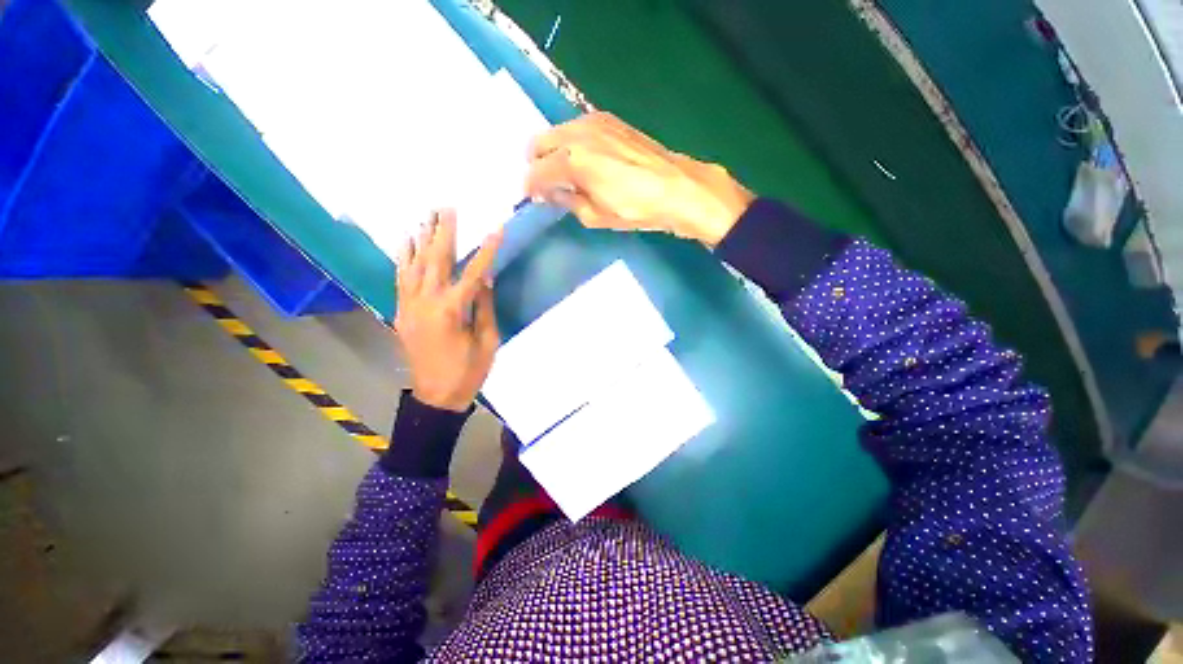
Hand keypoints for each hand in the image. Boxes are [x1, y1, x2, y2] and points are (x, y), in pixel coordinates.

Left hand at [394, 210, 501, 411]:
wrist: (436, 396)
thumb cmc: (469, 371)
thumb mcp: (487, 341)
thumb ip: (485, 307)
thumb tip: (486, 278)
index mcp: (452, 311)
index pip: (474, 273)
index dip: (487, 251)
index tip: (496, 230)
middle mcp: (426, 303)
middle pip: (436, 260)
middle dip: (444, 232)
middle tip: (447, 207)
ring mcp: (409, 306)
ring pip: (414, 265)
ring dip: (422, 239)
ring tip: (427, 216)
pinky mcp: (402, 312)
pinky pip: (400, 279)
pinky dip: (403, 258)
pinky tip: (406, 242)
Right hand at [525, 112, 753, 246]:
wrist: (676, 188)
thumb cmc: (635, 209)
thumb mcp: (595, 216)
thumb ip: (567, 201)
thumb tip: (551, 193)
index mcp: (572, 160)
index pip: (536, 172)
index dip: (531, 188)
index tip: (534, 199)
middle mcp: (578, 133)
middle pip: (539, 143)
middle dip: (537, 166)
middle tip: (547, 187)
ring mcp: (594, 121)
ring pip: (556, 132)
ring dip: (553, 153)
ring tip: (566, 176)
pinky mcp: (609, 120)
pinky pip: (576, 128)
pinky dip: (570, 143)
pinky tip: (584, 161)